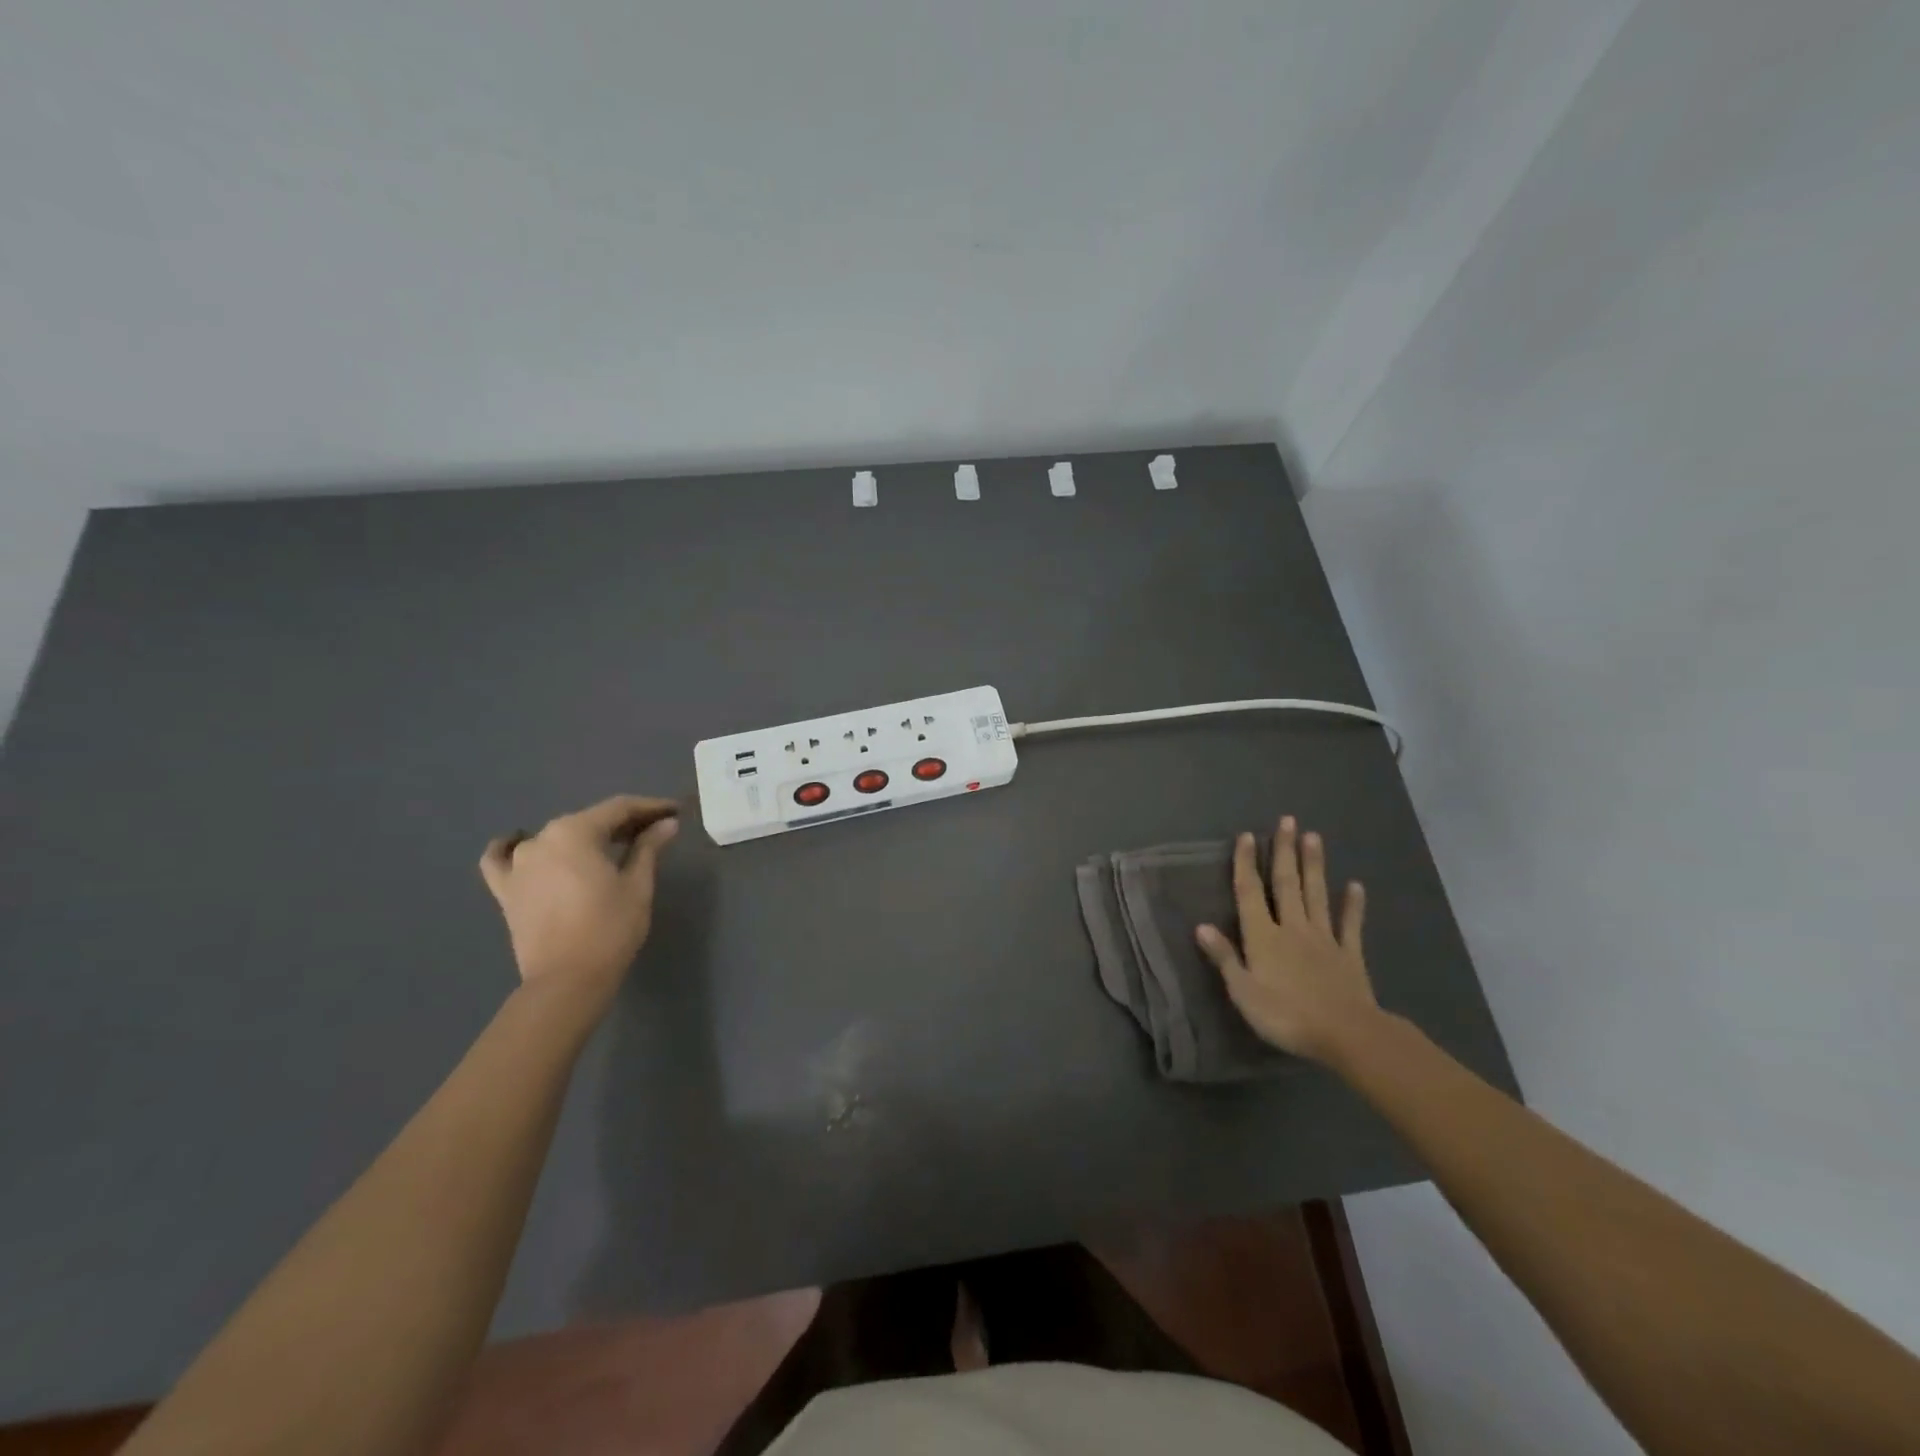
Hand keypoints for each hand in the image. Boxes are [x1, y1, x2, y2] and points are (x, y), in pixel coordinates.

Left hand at [479, 795, 679, 1000]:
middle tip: (653, 831)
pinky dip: (509, 847)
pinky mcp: (506, 890)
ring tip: (609, 846)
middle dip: (623, 823)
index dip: (650, 807)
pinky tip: (516, 841)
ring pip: (555, 837)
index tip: (674, 812)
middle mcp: (541, 838)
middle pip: (589, 820)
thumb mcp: (637, 885)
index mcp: (575, 832)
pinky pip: (500, 859)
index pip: (619, 809)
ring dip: (584, 837)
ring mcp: (518, 864)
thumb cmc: (610, 928)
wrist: (567, 980)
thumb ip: (648, 848)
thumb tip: (666, 824)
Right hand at [1194, 816, 1380, 1062]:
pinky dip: (1353, 905)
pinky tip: (1355, 886)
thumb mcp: (1244, 992)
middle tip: (1287, 820)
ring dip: (1314, 865)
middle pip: (1287, 884)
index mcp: (1263, 937)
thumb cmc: (1286, 1015)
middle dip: (1285, 852)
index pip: (1250, 893)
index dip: (1246, 864)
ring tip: (1314, 837)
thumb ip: (1224, 957)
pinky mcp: (1349, 954)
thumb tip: (1201, 925)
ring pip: (1316, 895)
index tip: (1247, 836)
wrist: (1346, 1035)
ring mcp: (1324, 938)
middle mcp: (1292, 928)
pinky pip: (1350, 924)